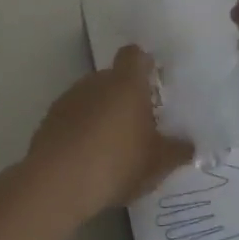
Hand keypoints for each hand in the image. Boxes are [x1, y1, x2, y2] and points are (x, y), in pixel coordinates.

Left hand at [25, 45, 192, 219]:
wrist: (56, 184)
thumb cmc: (117, 163)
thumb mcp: (158, 163)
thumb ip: (178, 151)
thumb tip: (189, 145)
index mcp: (126, 84)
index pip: (135, 55)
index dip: (145, 65)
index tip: (154, 83)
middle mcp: (95, 82)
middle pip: (113, 79)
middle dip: (125, 97)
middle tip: (140, 125)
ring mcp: (68, 100)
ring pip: (91, 99)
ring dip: (102, 115)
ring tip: (113, 148)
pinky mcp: (48, 122)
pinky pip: (72, 119)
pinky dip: (81, 132)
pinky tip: (89, 160)